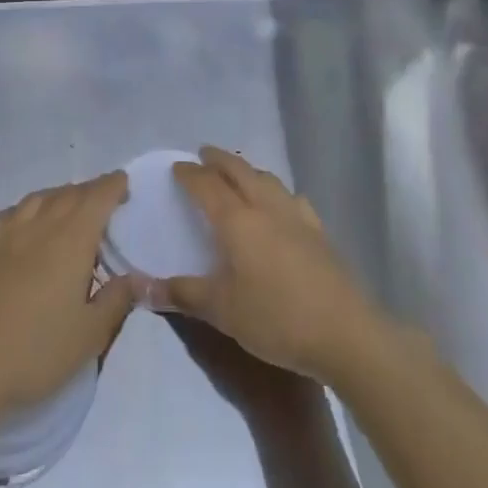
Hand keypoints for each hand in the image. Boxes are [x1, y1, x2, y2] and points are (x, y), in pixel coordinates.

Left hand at [0, 172, 136, 424]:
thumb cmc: (36, 350)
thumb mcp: (89, 335)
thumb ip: (116, 300)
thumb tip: (136, 278)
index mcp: (72, 239)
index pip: (98, 197)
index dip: (113, 186)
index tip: (124, 185)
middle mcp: (40, 225)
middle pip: (69, 194)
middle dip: (90, 191)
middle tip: (103, 201)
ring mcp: (6, 233)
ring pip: (39, 198)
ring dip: (59, 196)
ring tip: (68, 208)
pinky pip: (9, 213)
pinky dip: (26, 210)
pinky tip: (25, 223)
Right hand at [162, 147, 386, 386]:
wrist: (346, 333)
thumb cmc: (276, 319)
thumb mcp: (222, 311)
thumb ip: (183, 294)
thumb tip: (142, 289)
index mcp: (238, 221)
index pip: (207, 186)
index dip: (190, 174)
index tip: (177, 167)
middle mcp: (266, 208)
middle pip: (240, 171)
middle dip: (219, 160)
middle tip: (204, 154)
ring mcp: (297, 217)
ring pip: (268, 179)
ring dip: (248, 170)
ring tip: (238, 173)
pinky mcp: (319, 232)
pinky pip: (292, 198)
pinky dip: (276, 191)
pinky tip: (280, 205)